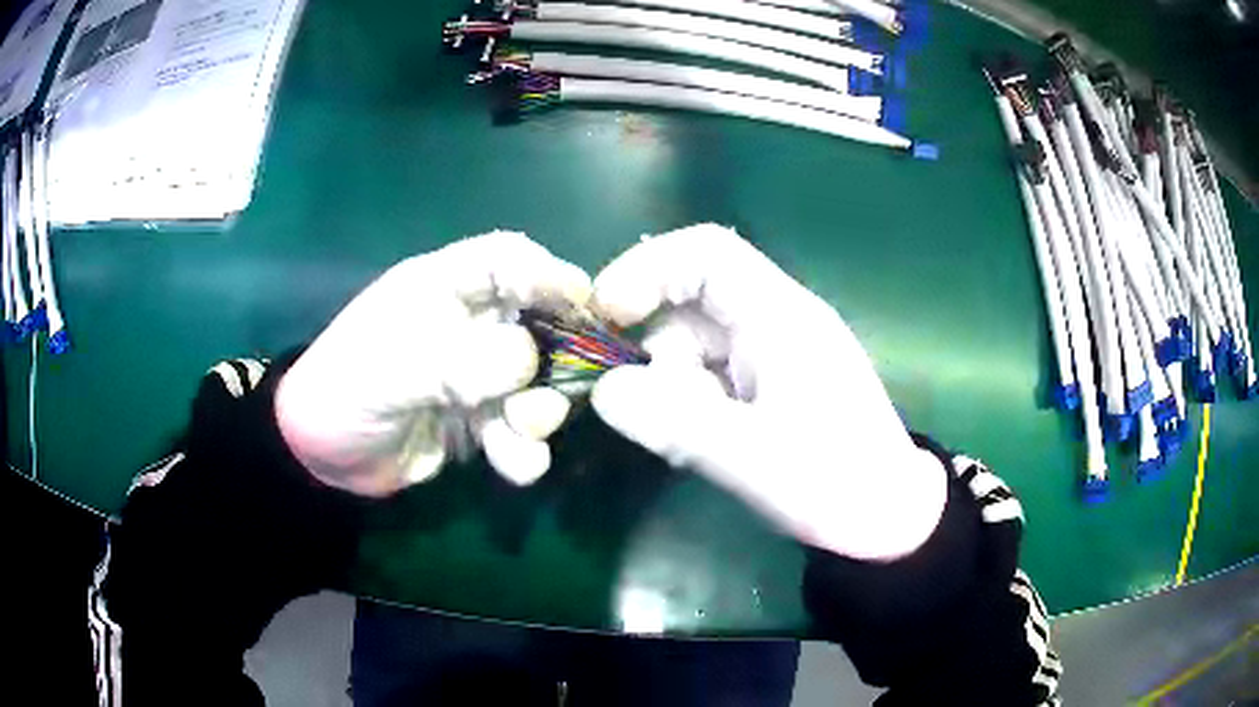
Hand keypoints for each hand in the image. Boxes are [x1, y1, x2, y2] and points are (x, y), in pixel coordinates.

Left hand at [275, 232, 591, 495]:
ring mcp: (476, 375)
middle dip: (555, 359)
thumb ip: (458, 362)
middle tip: (553, 393)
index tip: (584, 302)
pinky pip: (520, 431)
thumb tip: (529, 358)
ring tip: (518, 436)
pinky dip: (524, 450)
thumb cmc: (344, 390)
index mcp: (442, 289)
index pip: (505, 260)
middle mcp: (469, 326)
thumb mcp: (392, 370)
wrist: (324, 456)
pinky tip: (512, 464)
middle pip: (538, 324)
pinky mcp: (479, 421)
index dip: (547, 273)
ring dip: (539, 412)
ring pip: (536, 383)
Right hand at [589, 224, 945, 560]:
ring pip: (695, 346)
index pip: (706, 252)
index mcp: (780, 316)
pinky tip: (701, 445)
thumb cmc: (835, 483)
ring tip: (689, 444)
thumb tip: (604, 391)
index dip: (646, 268)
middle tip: (641, 407)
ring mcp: (772, 354)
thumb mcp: (752, 458)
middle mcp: (774, 322)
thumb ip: (673, 422)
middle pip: (691, 303)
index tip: (605, 315)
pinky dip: (691, 405)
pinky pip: (710, 376)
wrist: (888, 519)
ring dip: (673, 388)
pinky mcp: (768, 385)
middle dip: (656, 352)